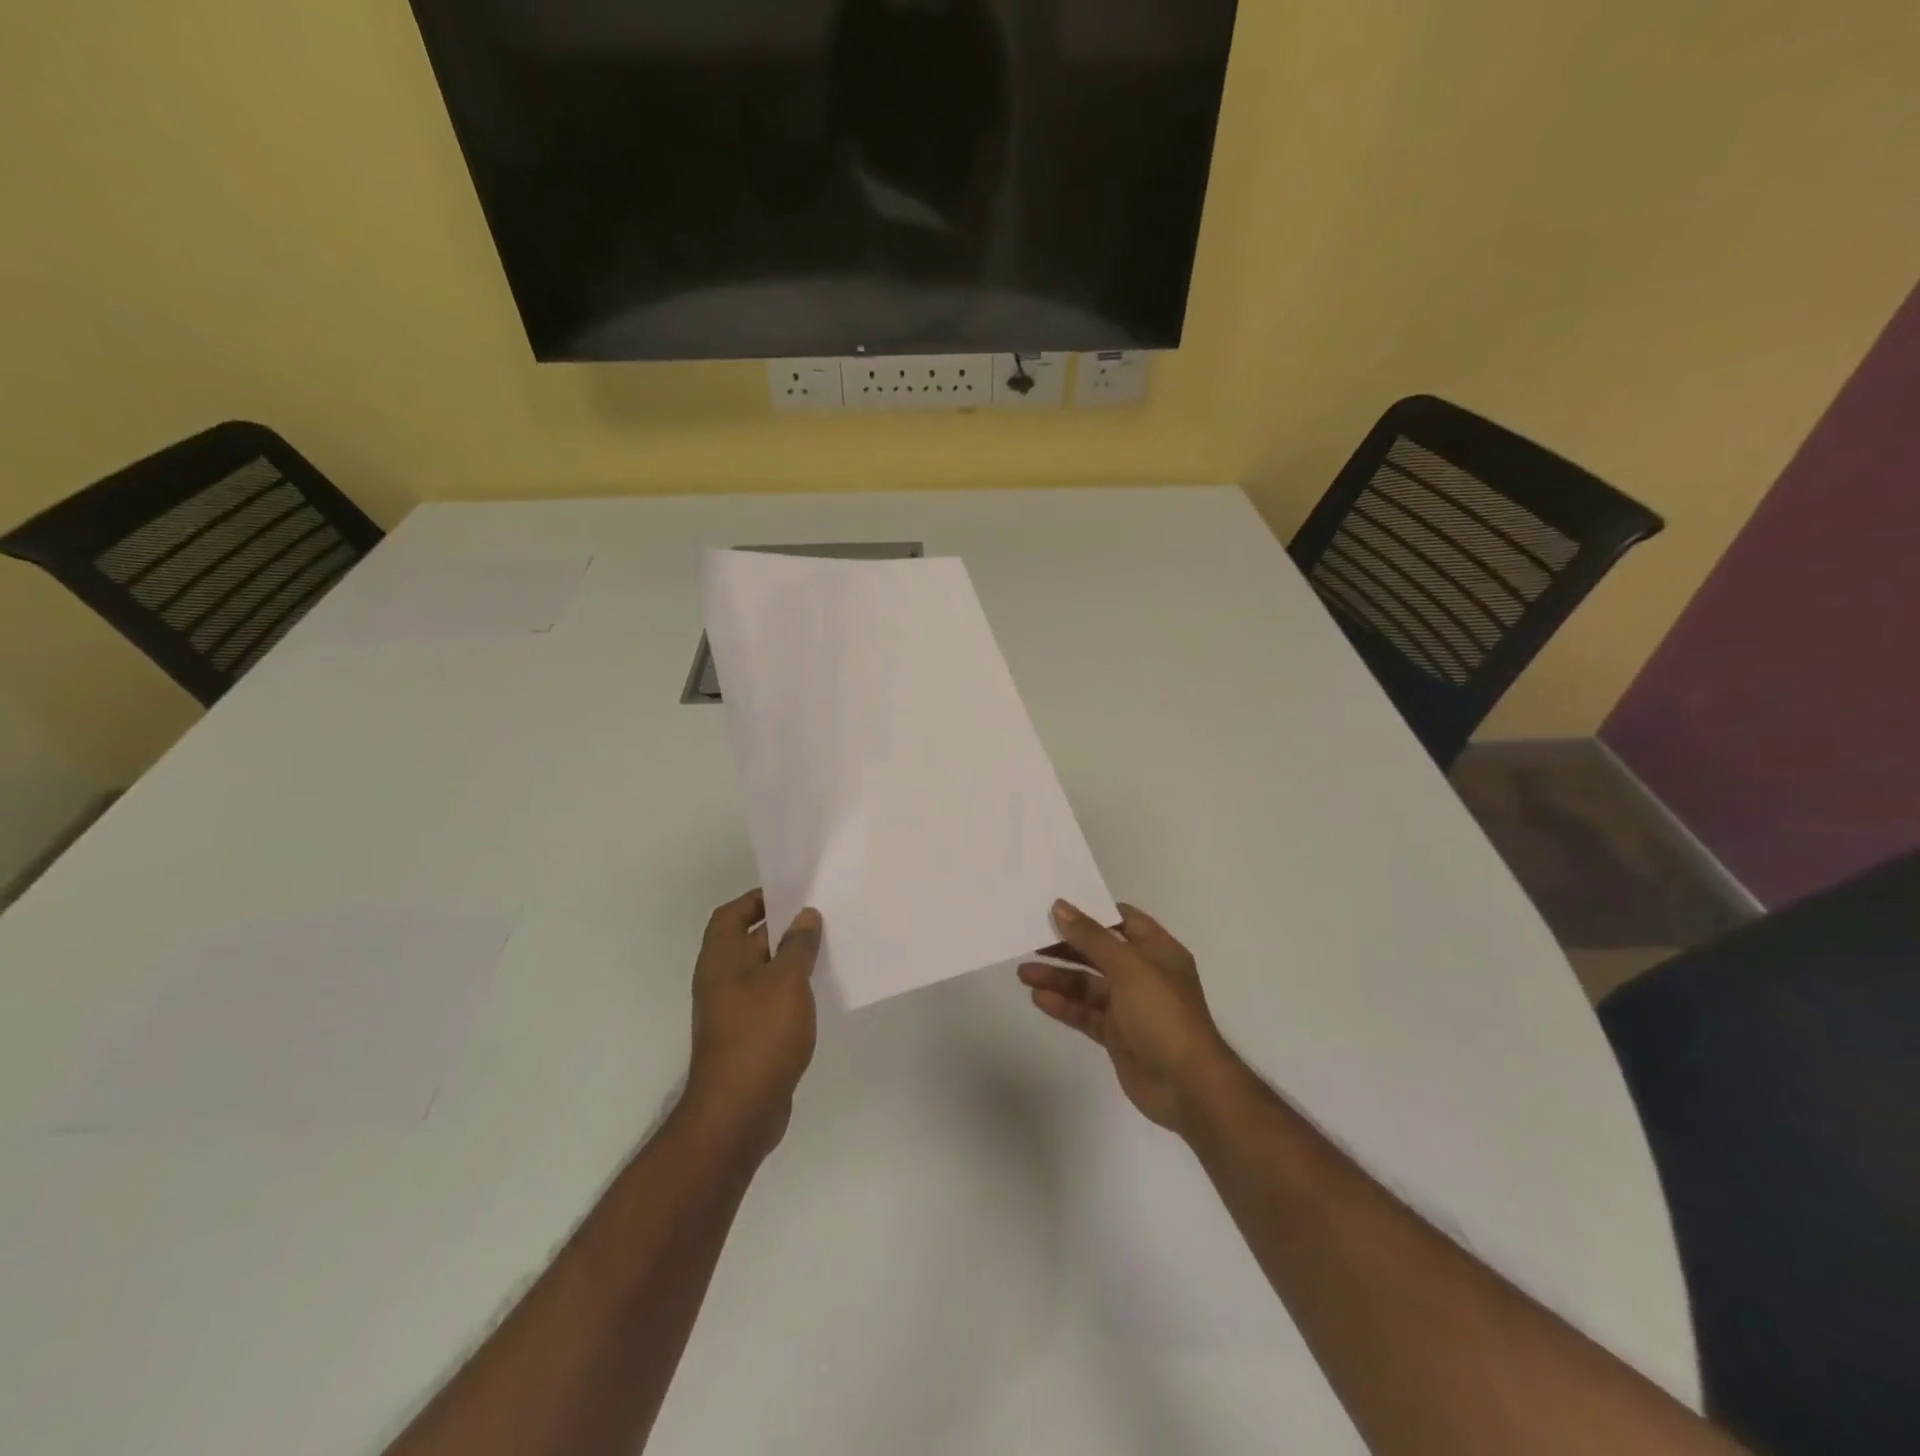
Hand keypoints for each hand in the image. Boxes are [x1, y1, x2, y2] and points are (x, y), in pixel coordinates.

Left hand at [686, 889, 823, 1156]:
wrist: (739, 1112)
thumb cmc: (760, 1035)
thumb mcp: (786, 981)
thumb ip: (798, 945)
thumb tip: (805, 916)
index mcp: (721, 960)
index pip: (731, 915)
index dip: (757, 900)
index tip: (793, 895)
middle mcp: (721, 981)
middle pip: (749, 941)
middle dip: (782, 929)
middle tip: (822, 918)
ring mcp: (733, 1012)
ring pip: (763, 973)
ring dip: (790, 961)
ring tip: (828, 950)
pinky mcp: (748, 1038)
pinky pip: (770, 1001)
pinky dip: (791, 991)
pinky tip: (818, 993)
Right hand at [1019, 900, 1237, 1134]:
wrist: (1187, 1086)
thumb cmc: (1163, 1015)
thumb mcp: (1128, 967)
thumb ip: (1092, 937)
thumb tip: (1061, 906)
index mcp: (1157, 951)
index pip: (1123, 920)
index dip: (1092, 911)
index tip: (1058, 906)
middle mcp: (1144, 974)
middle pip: (1100, 952)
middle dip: (1067, 945)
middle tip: (1031, 938)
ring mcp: (1130, 1006)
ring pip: (1088, 984)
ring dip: (1058, 977)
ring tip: (1024, 973)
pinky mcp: (1117, 1035)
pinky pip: (1085, 1013)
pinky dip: (1064, 1005)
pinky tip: (1039, 998)